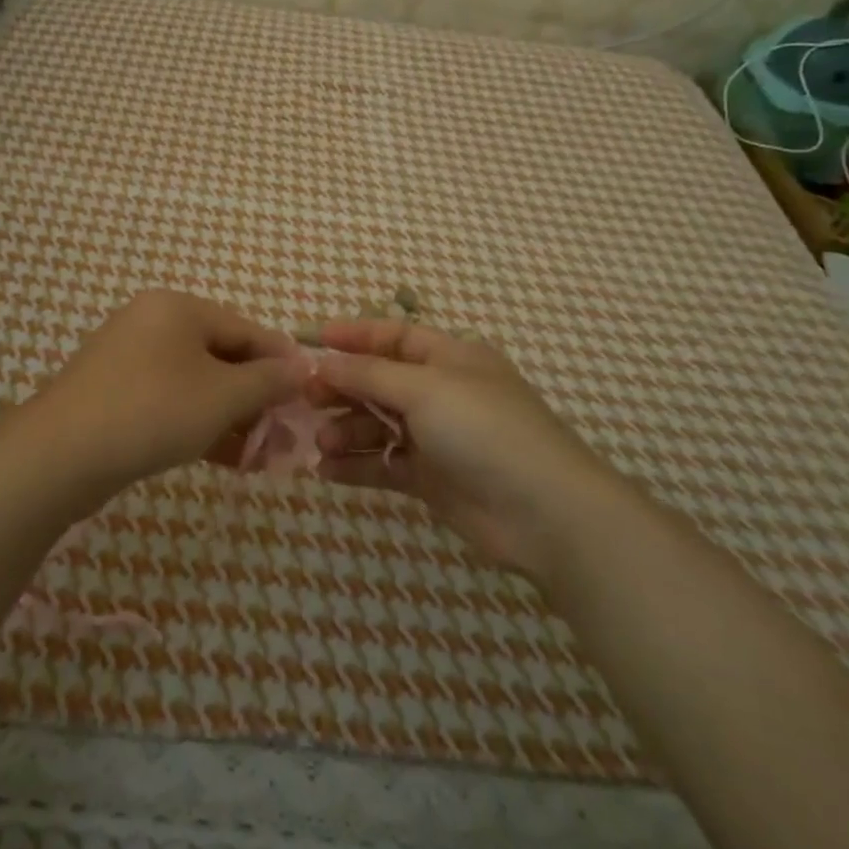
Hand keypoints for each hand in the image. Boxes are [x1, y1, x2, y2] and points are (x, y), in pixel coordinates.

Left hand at [17, 291, 308, 496]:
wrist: (59, 455)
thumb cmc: (153, 411)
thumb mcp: (222, 396)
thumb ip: (268, 381)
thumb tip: (303, 367)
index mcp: (177, 308)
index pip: (246, 329)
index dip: (281, 361)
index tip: (309, 392)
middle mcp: (152, 323)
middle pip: (221, 356)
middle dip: (255, 397)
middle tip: (282, 431)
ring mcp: (128, 359)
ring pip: (196, 384)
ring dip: (230, 416)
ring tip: (258, 453)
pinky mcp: (113, 394)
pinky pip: (169, 401)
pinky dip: (198, 424)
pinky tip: (223, 457)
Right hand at [310, 319, 597, 577]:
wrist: (543, 512)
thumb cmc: (484, 430)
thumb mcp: (425, 389)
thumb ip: (369, 375)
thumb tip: (323, 364)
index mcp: (451, 357)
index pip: (394, 336)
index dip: (354, 335)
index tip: (310, 342)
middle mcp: (443, 392)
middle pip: (380, 381)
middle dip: (343, 388)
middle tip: (305, 399)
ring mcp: (438, 438)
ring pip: (379, 425)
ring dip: (347, 430)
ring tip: (321, 444)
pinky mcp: (432, 479)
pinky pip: (385, 464)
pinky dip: (357, 465)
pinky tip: (326, 471)